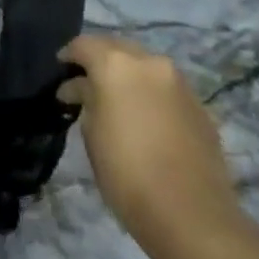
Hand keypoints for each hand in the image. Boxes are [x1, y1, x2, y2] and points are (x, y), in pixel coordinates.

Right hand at [57, 34, 238, 241]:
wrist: (189, 212)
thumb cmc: (125, 171)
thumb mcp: (91, 131)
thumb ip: (86, 99)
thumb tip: (83, 88)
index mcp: (116, 65)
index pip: (84, 45)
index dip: (68, 56)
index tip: (59, 71)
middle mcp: (150, 63)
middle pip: (118, 48)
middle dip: (100, 60)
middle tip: (85, 83)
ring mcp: (179, 83)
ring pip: (144, 66)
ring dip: (127, 75)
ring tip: (114, 100)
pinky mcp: (199, 105)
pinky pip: (165, 87)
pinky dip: (149, 93)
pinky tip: (142, 116)